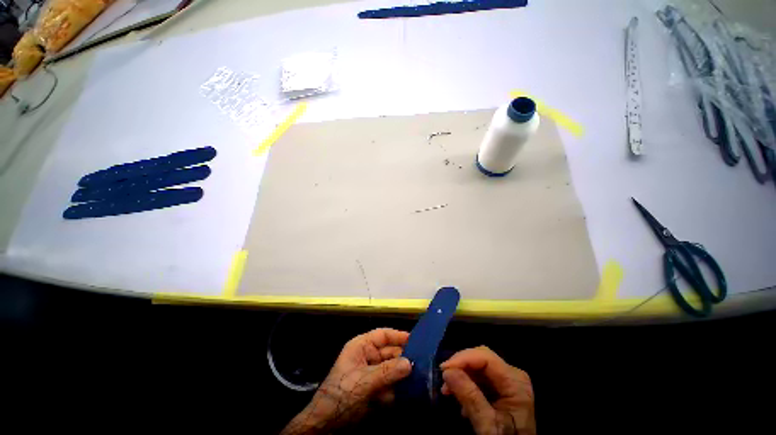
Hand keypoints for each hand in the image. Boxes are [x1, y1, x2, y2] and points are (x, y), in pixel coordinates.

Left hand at [281, 328, 411, 434]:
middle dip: (404, 359)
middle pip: (390, 353)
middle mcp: (367, 357)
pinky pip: (390, 385)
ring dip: (404, 375)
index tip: (416, 340)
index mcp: (361, 347)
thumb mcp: (363, 381)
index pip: (383, 335)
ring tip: (422, 377)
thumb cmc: (341, 394)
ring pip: (392, 370)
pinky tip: (411, 393)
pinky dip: (399, 389)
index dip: (398, 336)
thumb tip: (409, 363)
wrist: (326, 424)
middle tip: (424, 363)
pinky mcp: (374, 390)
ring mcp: (371, 374)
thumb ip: (387, 372)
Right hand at [441, 346, 535, 434]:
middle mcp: (513, 374)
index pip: (485, 357)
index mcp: (515, 382)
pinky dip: (466, 382)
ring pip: (478, 365)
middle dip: (460, 366)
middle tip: (444, 381)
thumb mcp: (488, 425)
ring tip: (447, 391)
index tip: (443, 370)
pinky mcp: (502, 386)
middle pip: (481, 358)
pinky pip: (480, 375)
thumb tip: (447, 371)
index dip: (463, 358)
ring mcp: (508, 380)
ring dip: (461, 375)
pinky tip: (459, 396)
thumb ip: (470, 397)